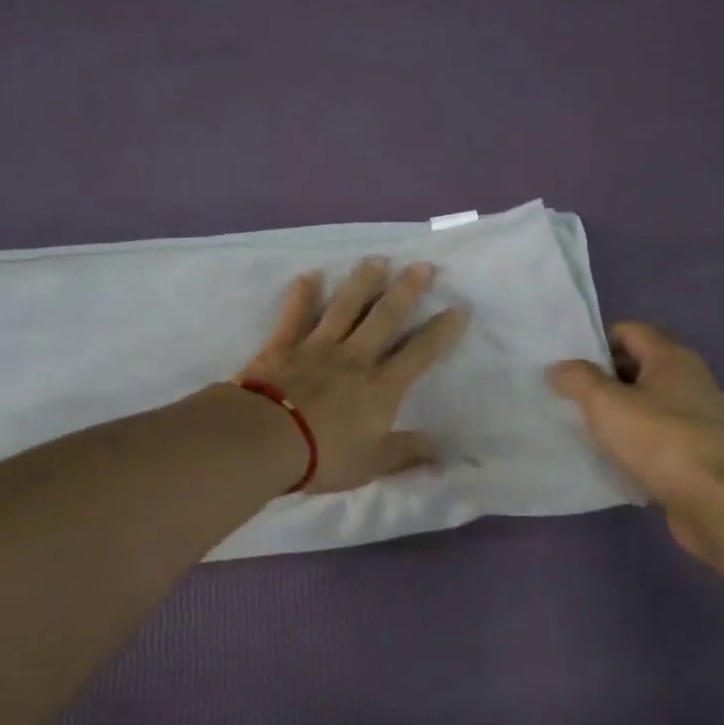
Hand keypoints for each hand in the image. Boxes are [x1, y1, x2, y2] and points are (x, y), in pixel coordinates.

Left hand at [237, 259, 469, 494]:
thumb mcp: (371, 464)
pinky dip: (303, 294)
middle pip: (385, 317)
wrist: (265, 439)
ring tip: (376, 260)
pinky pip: (296, 314)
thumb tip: (443, 448)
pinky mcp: (284, 345)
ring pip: (344, 306)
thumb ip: (406, 453)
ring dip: (362, 282)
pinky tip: (310, 275)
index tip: (458, 308)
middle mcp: (354, 358)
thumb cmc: (322, 456)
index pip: (420, 354)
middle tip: (422, 265)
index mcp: (381, 387)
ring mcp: (317, 347)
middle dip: (406, 290)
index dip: (441, 331)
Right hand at [548, 322, 723, 554]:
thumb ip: (577, 379)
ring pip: (648, 404)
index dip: (596, 344)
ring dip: (619, 414)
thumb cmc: (660, 441)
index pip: (629, 331)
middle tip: (570, 399)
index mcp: (672, 358)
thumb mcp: (605, 403)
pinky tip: (616, 459)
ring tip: (587, 430)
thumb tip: (560, 368)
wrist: (718, 503)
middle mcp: (692, 381)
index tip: (569, 368)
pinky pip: (659, 436)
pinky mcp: (701, 453)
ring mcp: (701, 419)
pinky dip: (637, 442)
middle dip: (604, 380)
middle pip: (638, 367)